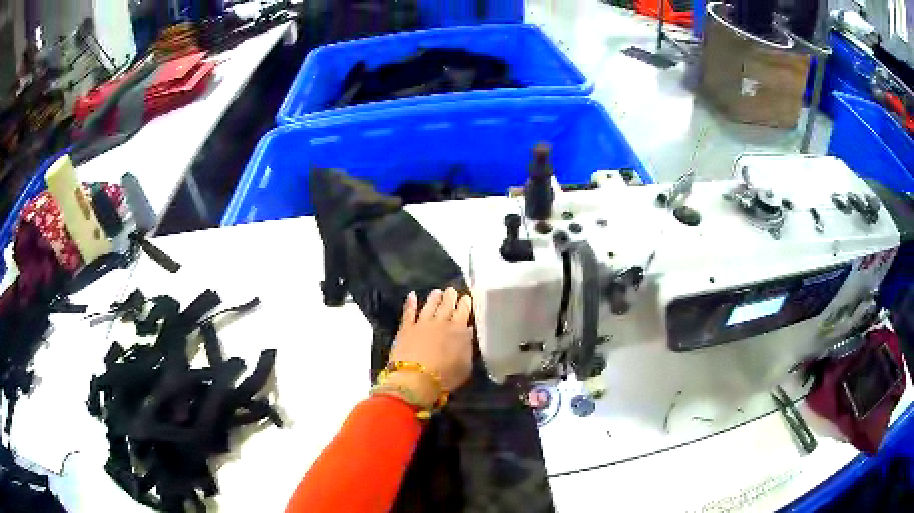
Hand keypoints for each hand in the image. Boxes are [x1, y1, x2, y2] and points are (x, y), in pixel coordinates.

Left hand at [388, 288, 473, 394]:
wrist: (416, 378)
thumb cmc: (446, 376)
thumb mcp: (465, 365)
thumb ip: (467, 346)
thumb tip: (468, 331)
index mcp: (459, 330)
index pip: (463, 311)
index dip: (465, 303)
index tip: (466, 296)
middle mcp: (441, 322)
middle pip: (446, 305)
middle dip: (450, 296)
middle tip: (451, 290)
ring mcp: (421, 323)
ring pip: (429, 305)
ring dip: (433, 297)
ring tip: (436, 291)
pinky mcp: (405, 328)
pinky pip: (408, 312)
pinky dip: (410, 303)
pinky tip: (411, 295)